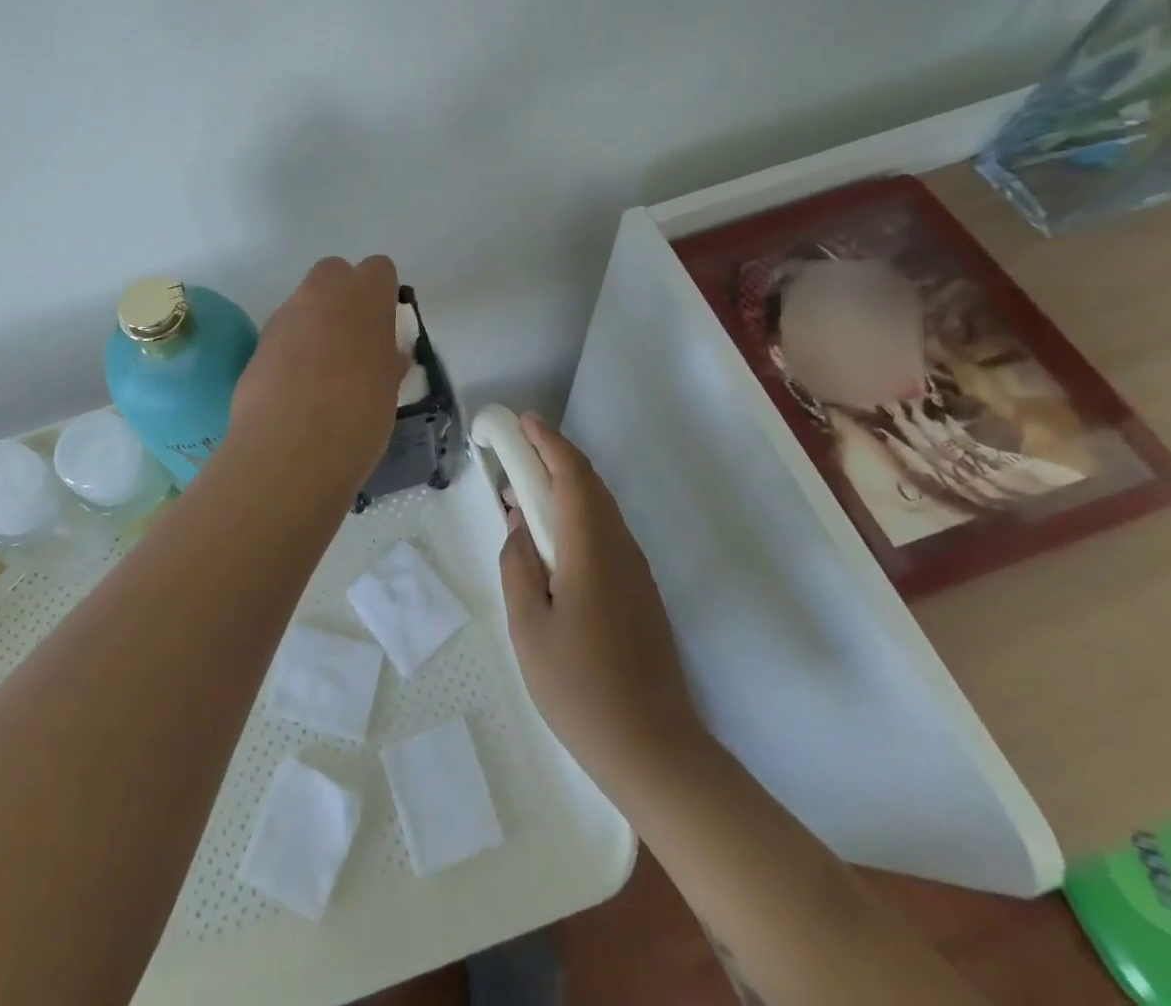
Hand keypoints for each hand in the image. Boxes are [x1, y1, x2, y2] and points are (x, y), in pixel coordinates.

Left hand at [227, 256, 404, 500]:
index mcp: (363, 296)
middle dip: (343, 296)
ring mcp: (283, 317)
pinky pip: (282, 335)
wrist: (291, 449)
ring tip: (326, 372)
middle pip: (333, 273)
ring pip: (303, 303)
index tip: (385, 325)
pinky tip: (298, 389)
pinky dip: (292, 351)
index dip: (382, 294)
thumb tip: (386, 354)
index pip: (378, 269)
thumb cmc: (359, 414)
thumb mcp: (389, 387)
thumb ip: (387, 359)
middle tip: (355, 340)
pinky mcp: (257, 345)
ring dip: (315, 324)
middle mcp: (319, 294)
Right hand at [499, 413, 701, 798]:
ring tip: (524, 495)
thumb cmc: (581, 688)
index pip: (572, 475)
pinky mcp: (640, 592)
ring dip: (564, 488)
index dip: (548, 441)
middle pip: (589, 484)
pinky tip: (552, 542)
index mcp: (591, 549)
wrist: (654, 749)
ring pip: (599, 508)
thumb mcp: (528, 627)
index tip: (522, 421)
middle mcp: (620, 548)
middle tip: (515, 453)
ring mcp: (635, 570)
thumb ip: (517, 566)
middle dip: (553, 458)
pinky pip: (605, 533)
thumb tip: (518, 526)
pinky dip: (576, 517)